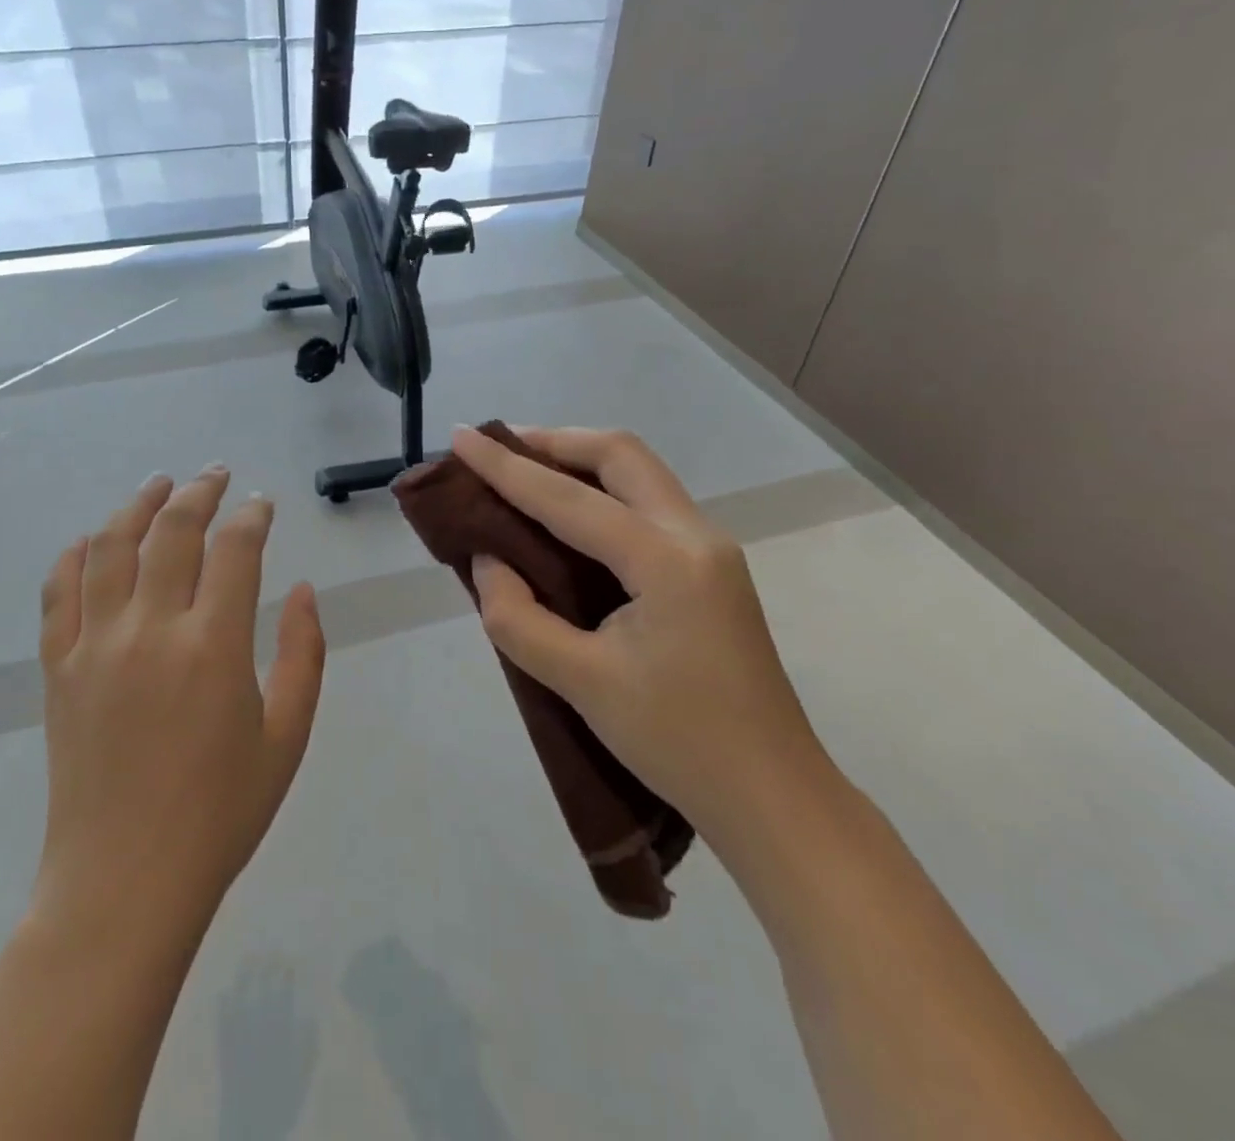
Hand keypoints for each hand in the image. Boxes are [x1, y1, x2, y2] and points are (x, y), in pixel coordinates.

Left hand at [35, 467, 325, 935]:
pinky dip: (73, 556)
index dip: (252, 515)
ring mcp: (95, 645)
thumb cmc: (220, 813)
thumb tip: (305, 590)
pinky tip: (90, 540)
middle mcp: (150, 629)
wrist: (124, 882)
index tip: (262, 504)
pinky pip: (57, 593)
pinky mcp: (58, 668)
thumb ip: (304, 655)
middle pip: (171, 531)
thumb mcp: (287, 737)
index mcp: (213, 646)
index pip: (235, 549)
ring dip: (136, 506)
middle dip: (199, 492)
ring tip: (158, 484)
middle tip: (215, 475)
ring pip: (110, 547)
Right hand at [452, 426, 832, 840]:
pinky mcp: (710, 567)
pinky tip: (569, 513)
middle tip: (500, 446)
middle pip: (621, 455)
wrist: (773, 797)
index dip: (506, 467)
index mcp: (666, 561)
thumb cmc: (677, 744)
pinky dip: (602, 491)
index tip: (461, 437)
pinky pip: (649, 503)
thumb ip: (518, 617)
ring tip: (525, 469)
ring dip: (580, 461)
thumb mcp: (582, 684)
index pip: (569, 499)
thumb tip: (488, 561)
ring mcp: (711, 548)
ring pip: (640, 473)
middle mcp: (696, 535)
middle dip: (555, 441)